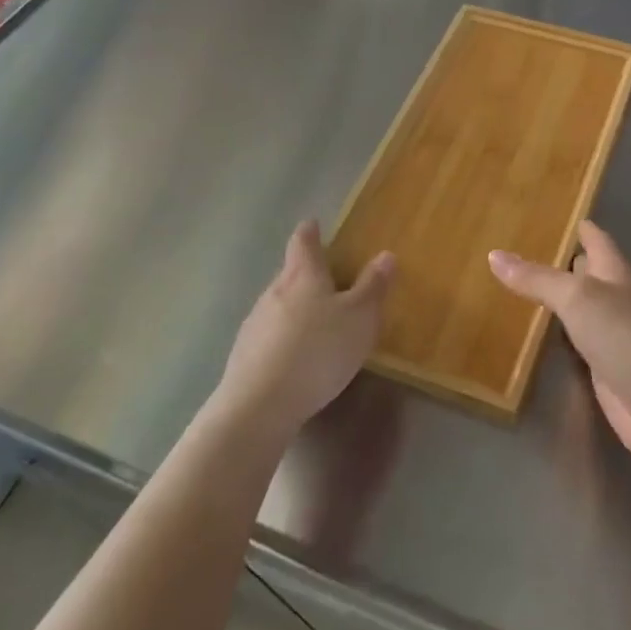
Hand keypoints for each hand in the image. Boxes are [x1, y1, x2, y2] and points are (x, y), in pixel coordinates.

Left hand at [218, 221, 393, 439]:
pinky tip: (295, 357)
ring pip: (277, 305)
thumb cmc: (318, 351)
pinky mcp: (244, 355)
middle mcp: (274, 291)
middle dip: (305, 273)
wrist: (260, 405)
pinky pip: (268, 335)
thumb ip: (373, 287)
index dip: (310, 232)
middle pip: (289, 273)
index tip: (313, 224)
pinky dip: (283, 338)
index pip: (303, 242)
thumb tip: (386, 254)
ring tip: (314, 322)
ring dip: (294, 308)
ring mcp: (254, 323)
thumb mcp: (360, 318)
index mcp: (303, 275)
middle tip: (326, 280)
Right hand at [489, 221, 630, 467]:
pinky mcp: (607, 371)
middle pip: (590, 275)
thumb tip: (494, 254)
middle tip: (526, 250)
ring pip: (583, 311)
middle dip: (566, 263)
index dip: (582, 229)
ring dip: (560, 302)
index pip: (598, 241)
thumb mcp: (578, 298)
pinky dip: (560, 338)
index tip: (560, 214)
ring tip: (522, 289)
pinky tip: (539, 337)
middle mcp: (618, 301)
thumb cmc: (627, 336)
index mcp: (617, 274)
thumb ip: (538, 279)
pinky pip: (578, 346)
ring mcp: (614, 338)